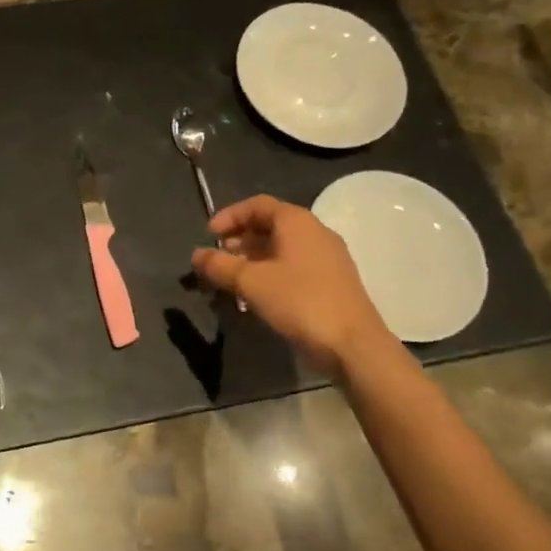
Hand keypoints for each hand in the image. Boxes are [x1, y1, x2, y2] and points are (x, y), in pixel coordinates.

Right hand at [191, 195, 396, 376]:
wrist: (354, 345)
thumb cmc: (300, 302)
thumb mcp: (251, 282)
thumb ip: (220, 265)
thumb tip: (196, 254)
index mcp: (297, 221)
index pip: (257, 204)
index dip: (229, 216)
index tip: (208, 236)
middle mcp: (315, 231)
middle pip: (270, 224)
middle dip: (240, 239)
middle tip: (219, 259)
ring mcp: (328, 257)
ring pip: (282, 247)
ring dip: (254, 258)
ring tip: (233, 280)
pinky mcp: (333, 281)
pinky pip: (295, 265)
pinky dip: (272, 272)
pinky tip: (259, 296)